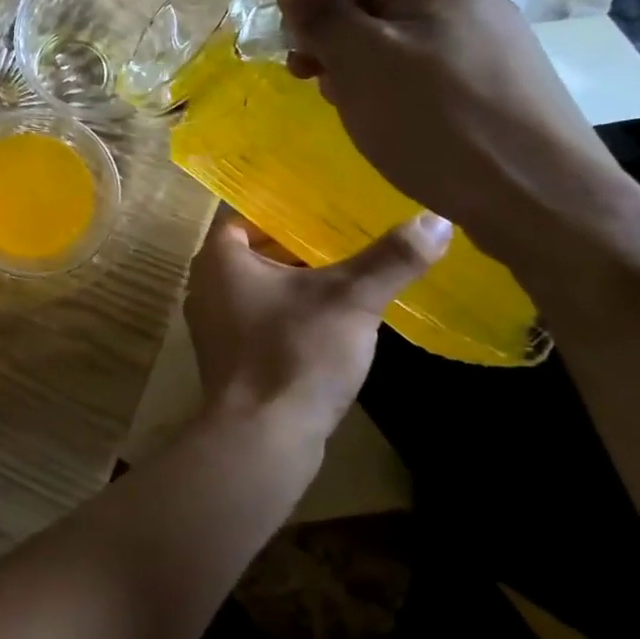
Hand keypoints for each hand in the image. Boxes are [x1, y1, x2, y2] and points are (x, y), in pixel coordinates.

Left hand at [184, 210, 450, 435]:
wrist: (262, 436)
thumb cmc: (294, 353)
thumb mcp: (350, 300)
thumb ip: (390, 259)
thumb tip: (435, 220)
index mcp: (218, 257)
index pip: (246, 211)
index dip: (284, 205)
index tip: (325, 202)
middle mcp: (204, 282)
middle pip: (253, 248)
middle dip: (296, 242)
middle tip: (345, 232)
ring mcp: (212, 321)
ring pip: (257, 284)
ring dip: (294, 278)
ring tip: (346, 269)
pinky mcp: (227, 354)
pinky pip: (257, 315)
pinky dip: (287, 309)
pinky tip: (328, 316)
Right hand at [277, 0, 627, 259]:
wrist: (538, 196)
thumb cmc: (433, 122)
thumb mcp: (360, 61)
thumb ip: (321, 15)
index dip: (310, 19)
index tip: (300, 68)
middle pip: (375, 11)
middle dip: (338, 51)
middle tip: (329, 96)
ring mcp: (496, 41)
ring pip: (403, 46)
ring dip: (368, 76)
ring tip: (368, 118)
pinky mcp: (507, 83)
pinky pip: (435, 75)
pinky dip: (406, 95)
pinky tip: (408, 130)